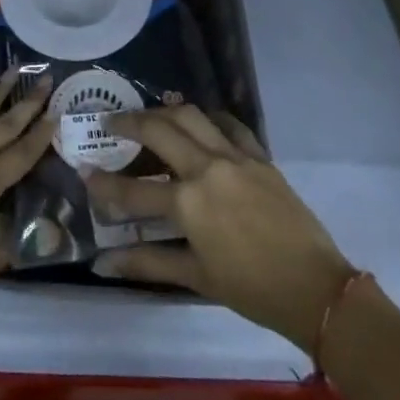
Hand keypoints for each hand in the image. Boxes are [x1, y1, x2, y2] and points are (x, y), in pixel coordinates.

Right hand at [86, 106, 356, 354]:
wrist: (315, 287)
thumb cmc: (252, 289)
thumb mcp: (196, 277)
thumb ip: (148, 263)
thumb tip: (104, 262)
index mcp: (188, 203)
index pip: (133, 190)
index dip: (104, 183)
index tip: (84, 170)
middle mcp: (206, 168)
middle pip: (158, 129)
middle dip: (129, 122)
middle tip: (111, 122)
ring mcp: (234, 156)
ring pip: (191, 115)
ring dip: (165, 110)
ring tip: (149, 115)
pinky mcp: (258, 154)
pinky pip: (228, 123)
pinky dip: (209, 118)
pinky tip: (199, 121)